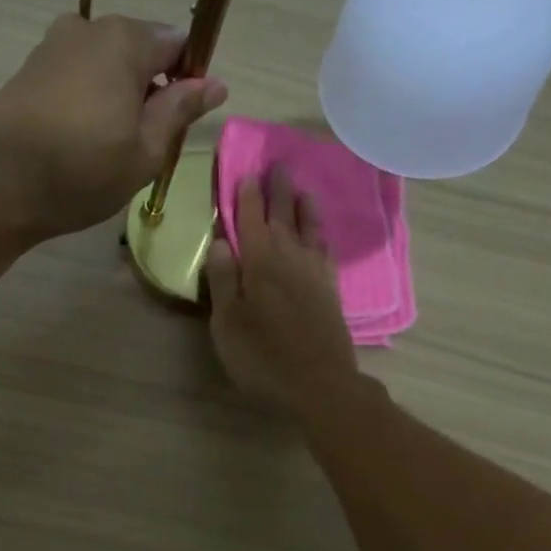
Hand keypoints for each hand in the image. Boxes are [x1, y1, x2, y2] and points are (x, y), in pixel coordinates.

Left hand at [0, 13, 227, 240]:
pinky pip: (75, 75)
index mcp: (124, 40)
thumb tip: (215, 83)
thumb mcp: (145, 151)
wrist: (0, 186)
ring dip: (116, 94)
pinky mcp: (28, 69)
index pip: (177, 44)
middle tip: (143, 142)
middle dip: (149, 87)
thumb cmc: (83, 172)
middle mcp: (87, 27)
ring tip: (109, 145)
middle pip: (138, 49)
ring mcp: (52, 45)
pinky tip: (79, 138)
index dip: (187, 80)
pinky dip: (86, 98)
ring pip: (104, 63)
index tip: (179, 120)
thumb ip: (180, 110)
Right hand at [205, 167, 359, 416]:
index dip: (247, 196)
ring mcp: (314, 274)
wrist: (319, 385)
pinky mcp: (330, 291)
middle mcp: (290, 259)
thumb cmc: (262, 358)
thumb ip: (223, 281)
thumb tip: (220, 242)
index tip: (246, 172)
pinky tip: (320, 234)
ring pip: (309, 229)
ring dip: (304, 206)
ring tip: (302, 188)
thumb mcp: (227, 324)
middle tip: (277, 165)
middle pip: (283, 217)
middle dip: (277, 191)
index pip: (251, 220)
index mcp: (260, 264)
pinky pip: (325, 251)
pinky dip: (321, 235)